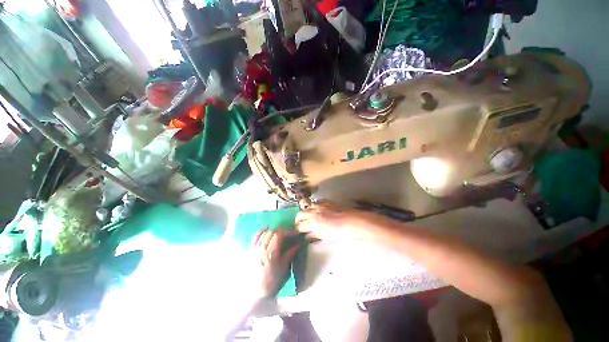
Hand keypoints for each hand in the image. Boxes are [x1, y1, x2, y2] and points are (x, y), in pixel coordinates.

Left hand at [250, 229, 299, 297]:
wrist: (254, 293)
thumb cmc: (271, 282)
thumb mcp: (283, 268)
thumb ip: (291, 253)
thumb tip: (299, 243)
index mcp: (270, 253)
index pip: (279, 235)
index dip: (288, 232)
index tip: (295, 233)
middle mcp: (261, 248)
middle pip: (271, 232)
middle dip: (281, 231)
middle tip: (288, 234)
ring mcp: (254, 249)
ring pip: (263, 233)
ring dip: (273, 231)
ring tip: (279, 234)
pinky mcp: (250, 250)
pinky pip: (255, 237)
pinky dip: (262, 232)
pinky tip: (266, 232)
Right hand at [295, 202, 391, 240]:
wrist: (354, 222)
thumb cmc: (340, 232)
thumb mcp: (325, 235)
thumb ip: (315, 234)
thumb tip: (307, 235)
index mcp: (314, 220)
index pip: (300, 224)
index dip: (298, 228)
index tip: (297, 231)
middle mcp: (315, 210)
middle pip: (301, 213)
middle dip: (299, 219)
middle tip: (299, 225)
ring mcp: (321, 205)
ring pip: (308, 207)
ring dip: (306, 213)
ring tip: (307, 218)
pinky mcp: (327, 202)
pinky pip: (316, 203)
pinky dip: (314, 207)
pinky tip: (316, 211)